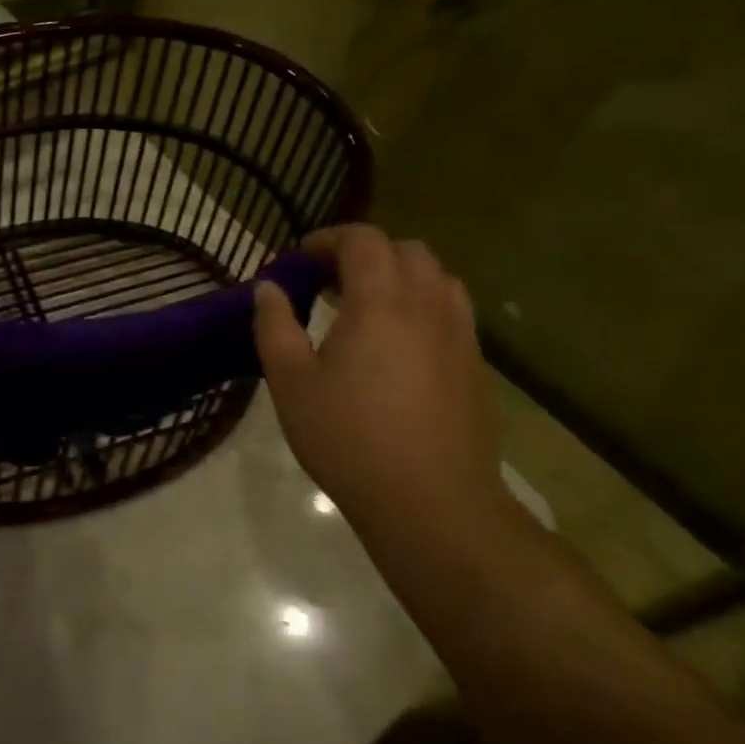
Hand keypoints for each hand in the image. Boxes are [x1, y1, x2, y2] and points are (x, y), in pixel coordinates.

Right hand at [253, 225, 504, 527]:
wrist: (433, 504)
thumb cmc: (349, 439)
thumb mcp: (292, 383)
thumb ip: (274, 326)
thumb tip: (267, 288)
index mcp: (380, 301)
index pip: (362, 239)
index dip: (328, 239)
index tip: (300, 260)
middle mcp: (427, 305)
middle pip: (405, 250)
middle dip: (365, 253)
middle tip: (330, 281)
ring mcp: (460, 334)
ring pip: (437, 278)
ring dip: (400, 276)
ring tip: (369, 306)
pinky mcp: (477, 365)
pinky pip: (453, 311)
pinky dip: (424, 305)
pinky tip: (401, 344)